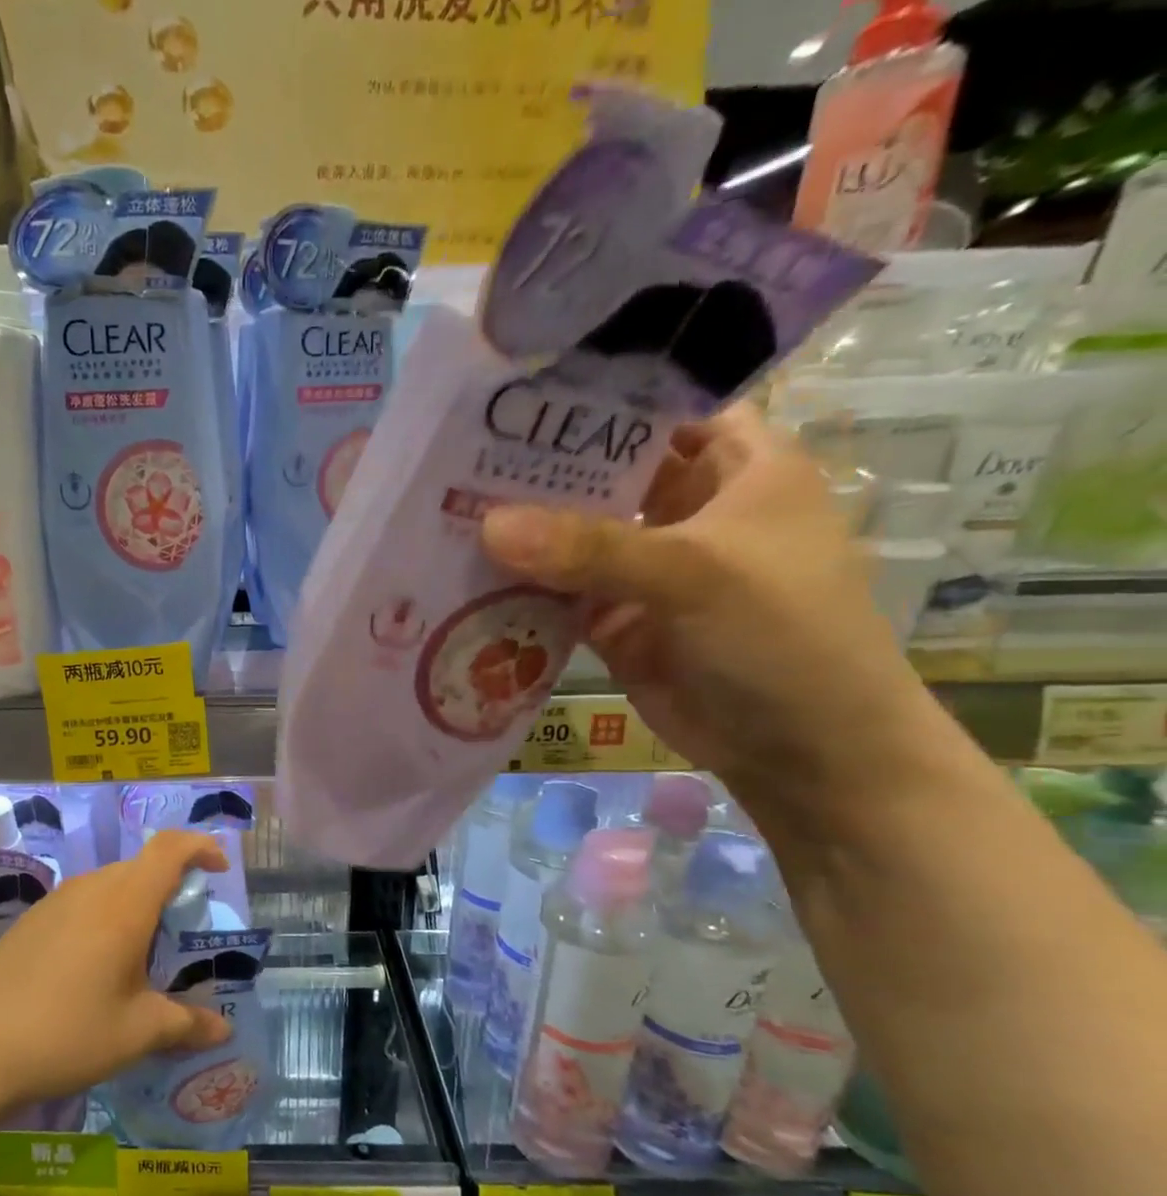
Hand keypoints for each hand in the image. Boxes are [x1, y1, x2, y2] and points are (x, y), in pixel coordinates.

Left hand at [0, 831, 233, 1106]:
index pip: (170, 848)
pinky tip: (93, 968)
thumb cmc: (68, 1033)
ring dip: (135, 905)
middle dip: (171, 888)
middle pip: (141, 867)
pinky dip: (104, 918)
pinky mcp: (31, 920)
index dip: (200, 847)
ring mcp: (55, 902)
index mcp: (124, 904)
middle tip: (182, 935)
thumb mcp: (138, 1033)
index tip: (219, 870)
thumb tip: (222, 1029)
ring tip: (140, 956)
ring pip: (110, 884)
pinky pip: (81, 902)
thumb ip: (186, 1024)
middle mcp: (90, 889)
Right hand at [479, 402, 942, 823]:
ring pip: (573, 538)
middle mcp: (686, 509)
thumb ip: (592, 548)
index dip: (599, 400)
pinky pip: (557, 595)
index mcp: (735, 467)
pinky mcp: (615, 621)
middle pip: (603, 475)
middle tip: (455, 458)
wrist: (800, 749)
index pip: (661, 410)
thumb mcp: (695, 573)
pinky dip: (520, 590)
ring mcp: (645, 569)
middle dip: (539, 471)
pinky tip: (464, 578)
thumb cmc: (780, 634)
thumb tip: (488, 525)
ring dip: (521, 533)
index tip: (517, 397)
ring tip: (444, 513)